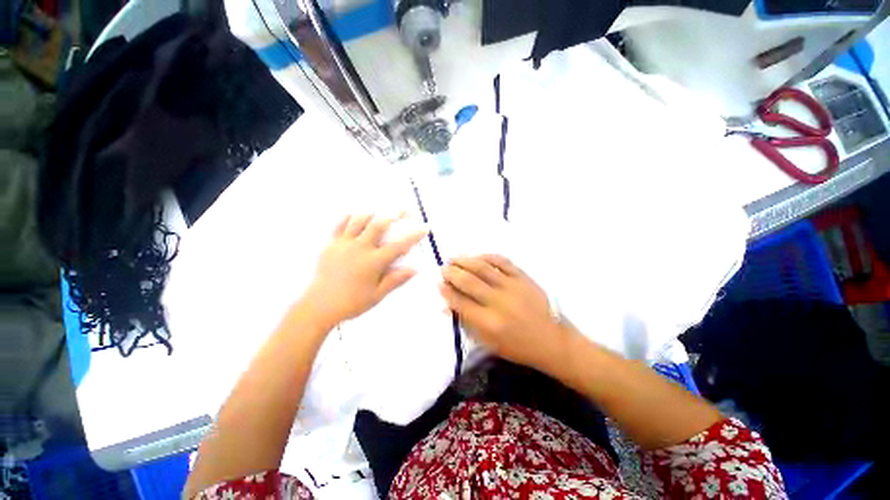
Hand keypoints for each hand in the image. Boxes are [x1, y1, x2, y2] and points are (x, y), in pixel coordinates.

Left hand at [302, 213, 426, 327]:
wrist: (319, 306)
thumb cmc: (351, 302)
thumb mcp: (377, 295)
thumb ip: (395, 280)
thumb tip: (414, 269)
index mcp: (373, 262)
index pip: (399, 245)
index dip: (414, 235)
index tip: (425, 227)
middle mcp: (360, 248)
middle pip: (379, 224)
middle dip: (394, 213)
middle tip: (404, 208)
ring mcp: (344, 244)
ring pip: (359, 220)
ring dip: (373, 211)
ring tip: (380, 208)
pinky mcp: (331, 244)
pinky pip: (340, 225)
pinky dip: (349, 217)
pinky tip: (355, 214)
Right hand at [439, 255, 567, 371]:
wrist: (552, 340)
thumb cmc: (518, 346)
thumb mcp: (489, 342)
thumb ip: (466, 323)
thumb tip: (445, 307)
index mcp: (489, 323)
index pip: (460, 302)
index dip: (446, 291)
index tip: (438, 284)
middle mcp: (499, 302)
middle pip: (469, 282)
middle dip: (452, 273)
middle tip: (443, 268)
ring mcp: (512, 287)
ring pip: (483, 268)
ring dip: (465, 261)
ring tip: (454, 259)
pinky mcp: (523, 278)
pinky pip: (502, 261)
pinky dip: (487, 256)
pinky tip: (477, 256)